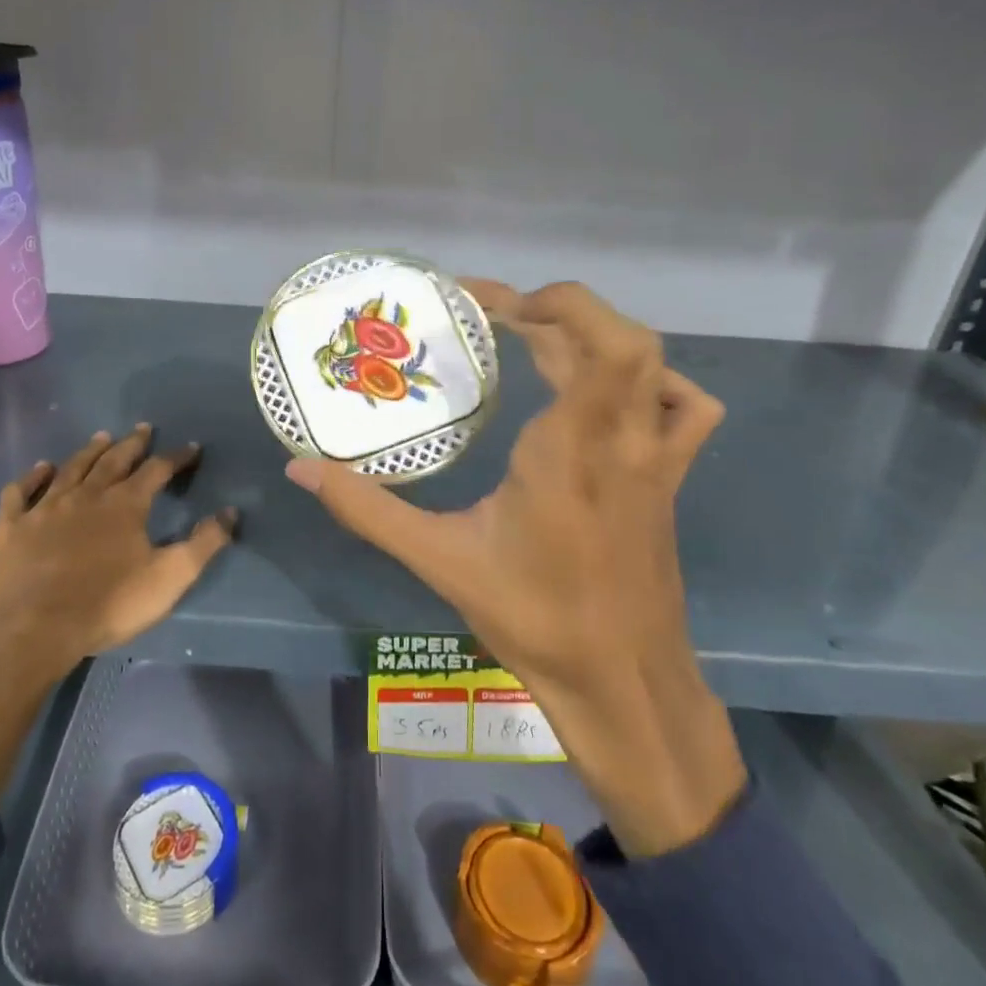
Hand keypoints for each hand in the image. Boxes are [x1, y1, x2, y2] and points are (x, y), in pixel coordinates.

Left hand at [0, 425, 237, 797]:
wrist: (33, 631)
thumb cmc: (108, 605)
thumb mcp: (169, 578)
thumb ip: (203, 544)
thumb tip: (230, 512)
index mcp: (125, 504)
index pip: (158, 470)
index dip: (177, 457)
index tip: (191, 448)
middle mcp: (86, 495)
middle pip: (114, 460)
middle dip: (132, 444)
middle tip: (143, 429)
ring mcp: (45, 507)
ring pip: (71, 468)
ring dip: (89, 451)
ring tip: (101, 437)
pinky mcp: (11, 526)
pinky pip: (21, 491)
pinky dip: (32, 477)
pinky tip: (40, 469)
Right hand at [286, 281, 746, 854]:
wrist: (624, 684)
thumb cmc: (535, 620)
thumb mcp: (440, 561)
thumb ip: (367, 510)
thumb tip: (298, 469)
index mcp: (569, 449)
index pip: (582, 340)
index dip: (540, 301)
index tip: (481, 300)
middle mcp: (622, 439)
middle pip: (620, 337)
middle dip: (557, 308)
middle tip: (496, 316)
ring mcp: (656, 458)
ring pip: (652, 364)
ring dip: (596, 336)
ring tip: (540, 340)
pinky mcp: (669, 478)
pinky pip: (686, 408)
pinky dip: (654, 381)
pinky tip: (610, 394)